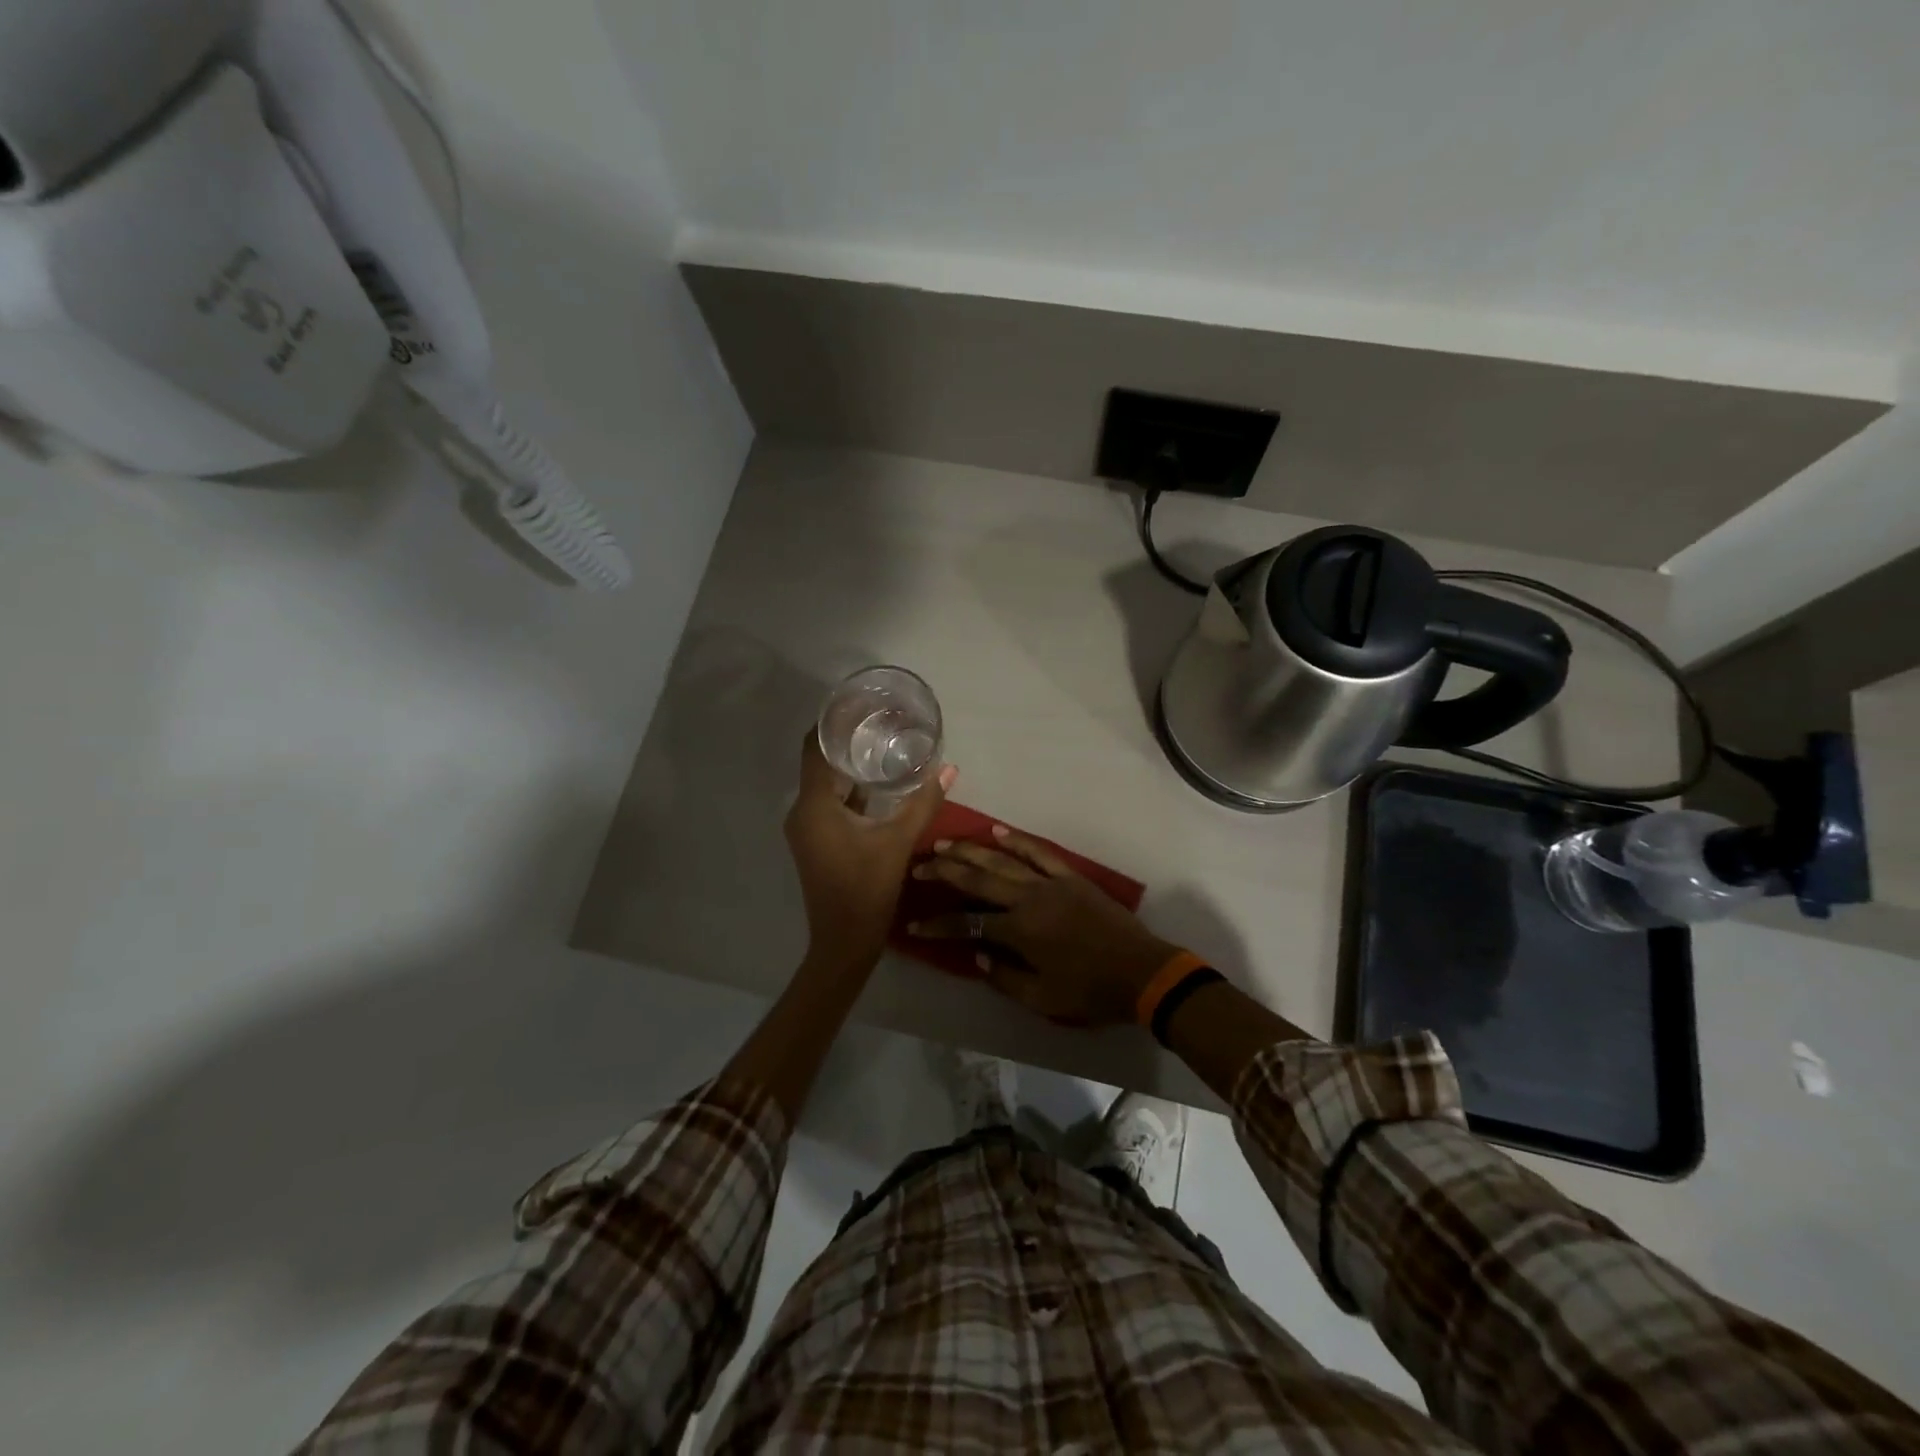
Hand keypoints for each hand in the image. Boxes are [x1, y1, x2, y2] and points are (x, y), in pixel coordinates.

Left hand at [784, 731, 956, 976]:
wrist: (844, 941)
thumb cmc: (867, 889)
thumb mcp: (899, 841)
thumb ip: (924, 802)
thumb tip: (949, 768)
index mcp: (814, 805)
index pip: (814, 747)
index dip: (832, 722)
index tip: (859, 705)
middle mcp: (802, 810)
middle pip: (819, 761)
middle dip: (846, 741)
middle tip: (880, 721)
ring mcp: (805, 827)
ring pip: (824, 783)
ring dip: (848, 766)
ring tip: (882, 745)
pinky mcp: (814, 840)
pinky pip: (827, 802)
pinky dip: (848, 789)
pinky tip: (876, 783)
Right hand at [907, 826, 1182, 1026]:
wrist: (1141, 972)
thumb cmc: (1090, 991)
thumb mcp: (1042, 998)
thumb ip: (1003, 977)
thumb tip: (976, 955)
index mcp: (1020, 931)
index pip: (968, 922)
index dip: (938, 924)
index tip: (914, 924)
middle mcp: (1029, 899)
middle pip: (978, 878)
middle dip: (945, 871)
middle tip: (917, 866)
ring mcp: (1050, 883)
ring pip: (1003, 859)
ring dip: (971, 850)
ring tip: (944, 844)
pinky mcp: (1070, 876)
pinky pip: (1039, 852)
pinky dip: (1017, 840)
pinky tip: (996, 830)